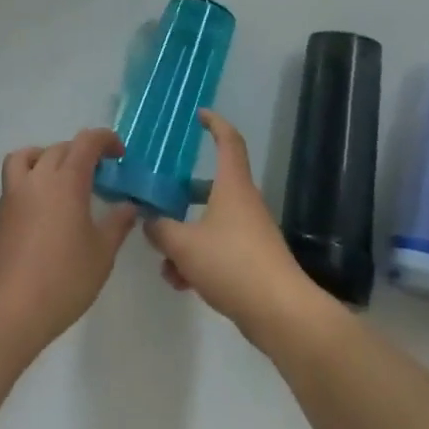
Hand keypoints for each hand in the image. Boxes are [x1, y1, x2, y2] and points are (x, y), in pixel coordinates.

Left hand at [0, 129, 140, 351]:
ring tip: (62, 180)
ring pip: (27, 157)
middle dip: (81, 152)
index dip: (105, 140)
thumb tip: (129, 206)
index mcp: (66, 181)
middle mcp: (37, 179)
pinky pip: (15, 181)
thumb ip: (117, 224)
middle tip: (99, 175)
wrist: (8, 311)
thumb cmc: (63, 279)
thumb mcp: (102, 254)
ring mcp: (13, 195)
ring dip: (47, 157)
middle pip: (59, 148)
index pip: (86, 142)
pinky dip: (31, 181)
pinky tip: (44, 211)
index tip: (120, 155)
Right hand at [143, 111, 315, 339]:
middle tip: (160, 197)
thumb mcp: (185, 245)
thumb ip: (161, 230)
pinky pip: (219, 250)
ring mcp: (250, 233)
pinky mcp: (252, 262)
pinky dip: (198, 259)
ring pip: (211, 223)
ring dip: (186, 237)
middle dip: (185, 193)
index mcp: (232, 186)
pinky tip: (181, 282)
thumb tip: (148, 220)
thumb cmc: (232, 263)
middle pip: (213, 186)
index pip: (228, 141)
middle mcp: (244, 203)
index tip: (200, 115)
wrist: (280, 313)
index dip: (215, 123)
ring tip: (164, 260)